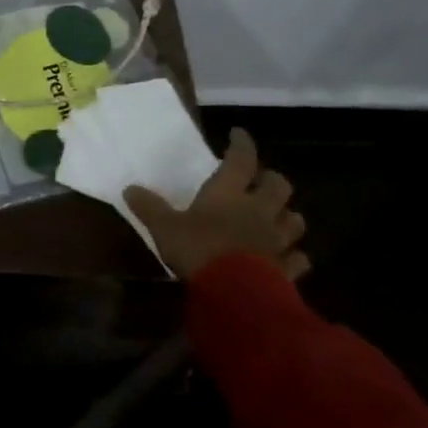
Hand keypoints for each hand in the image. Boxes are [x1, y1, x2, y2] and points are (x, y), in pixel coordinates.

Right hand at [124, 127, 309, 283]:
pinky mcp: (287, 268)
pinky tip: (286, 257)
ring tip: (277, 217)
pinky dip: (293, 255)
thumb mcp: (164, 227)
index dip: (241, 144)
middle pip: (278, 186)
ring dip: (287, 216)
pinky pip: (298, 258)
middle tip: (261, 181)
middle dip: (272, 180)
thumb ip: (149, 207)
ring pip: (295, 220)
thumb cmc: (199, 249)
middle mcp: (258, 210)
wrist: (236, 293)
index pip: (241, 160)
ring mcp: (277, 240)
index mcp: (229, 194)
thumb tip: (129, 188)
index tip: (239, 134)